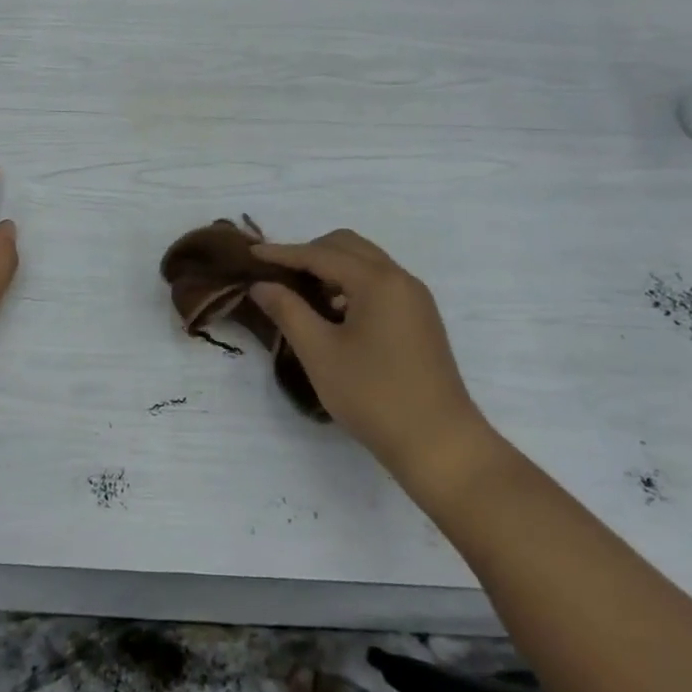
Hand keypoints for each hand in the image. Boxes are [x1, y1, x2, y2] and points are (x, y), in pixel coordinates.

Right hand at [250, 231, 492, 480]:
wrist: (440, 444)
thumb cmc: (374, 396)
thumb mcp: (320, 353)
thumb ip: (288, 311)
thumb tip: (261, 284)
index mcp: (377, 281)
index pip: (320, 254)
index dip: (282, 253)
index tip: (250, 254)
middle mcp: (400, 278)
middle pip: (347, 246)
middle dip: (309, 253)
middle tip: (278, 274)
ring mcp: (414, 298)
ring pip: (365, 262)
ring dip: (331, 268)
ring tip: (301, 295)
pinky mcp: (420, 318)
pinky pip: (379, 283)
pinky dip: (351, 285)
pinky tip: (334, 314)